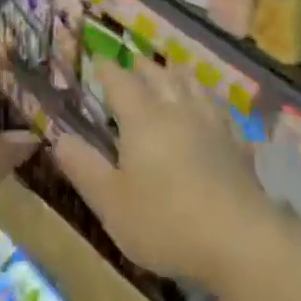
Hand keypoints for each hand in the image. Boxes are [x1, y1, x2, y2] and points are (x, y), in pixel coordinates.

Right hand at [50, 56, 282, 291]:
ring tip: (171, 73)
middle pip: (159, 75)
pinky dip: (210, 102)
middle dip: (142, 67)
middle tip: (132, 64)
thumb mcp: (111, 203)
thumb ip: (83, 167)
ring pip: (193, 85)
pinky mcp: (237, 143)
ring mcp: (212, 124)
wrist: (241, 240)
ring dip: (178, 75)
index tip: (98, 60)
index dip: (107, 68)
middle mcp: (177, 109)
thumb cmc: (166, 222)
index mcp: (142, 118)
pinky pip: (221, 110)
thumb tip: (59, 137)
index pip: (120, 80)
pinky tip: (212, 111)